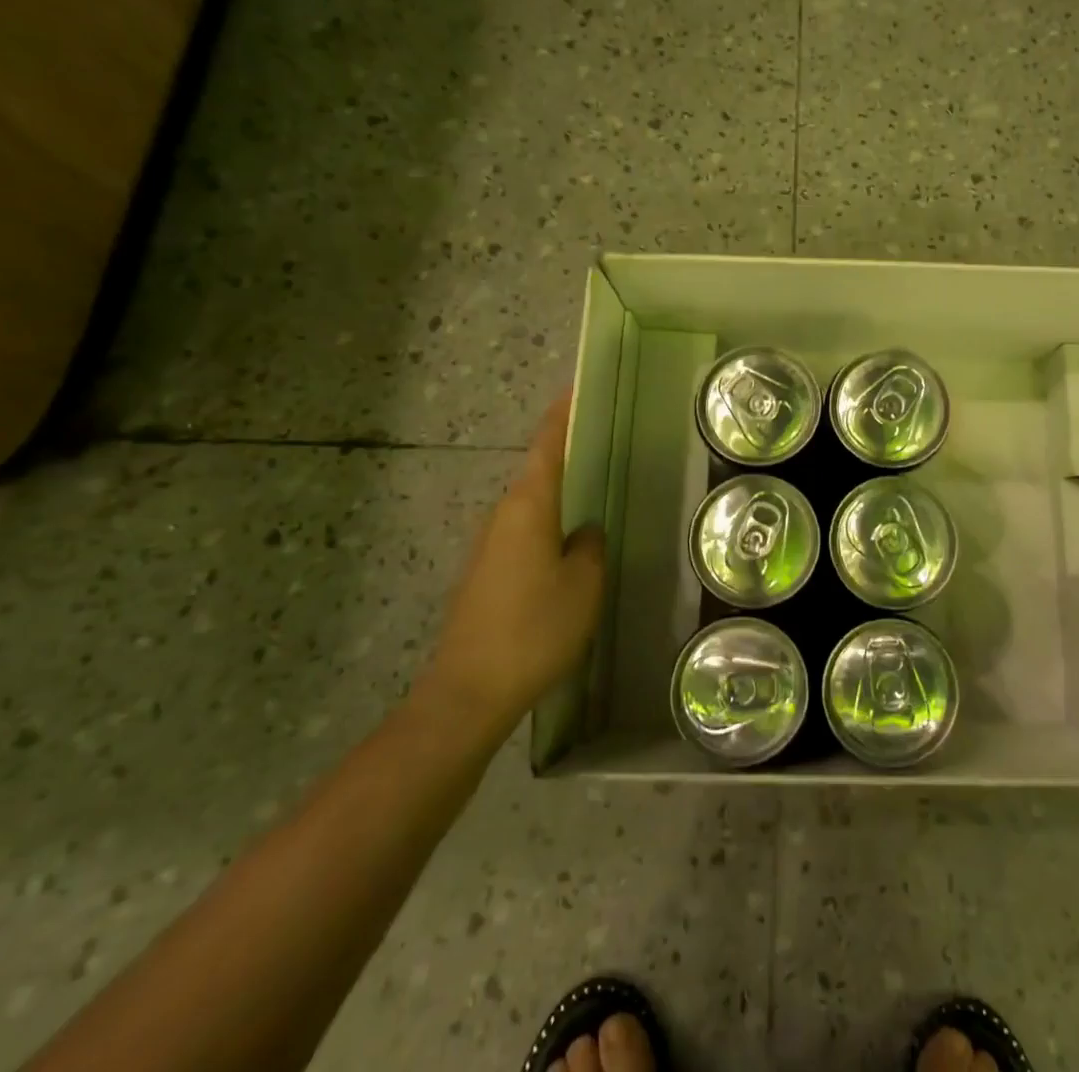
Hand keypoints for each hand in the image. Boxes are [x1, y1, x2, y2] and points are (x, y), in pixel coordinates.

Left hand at [423, 392, 605, 734]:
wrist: (469, 692)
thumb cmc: (534, 628)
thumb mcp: (583, 584)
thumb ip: (591, 546)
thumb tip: (586, 531)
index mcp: (528, 505)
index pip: (548, 444)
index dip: (564, 413)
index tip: (580, 386)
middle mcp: (503, 514)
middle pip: (539, 470)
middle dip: (570, 452)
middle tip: (609, 441)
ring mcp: (490, 544)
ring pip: (533, 504)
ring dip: (562, 493)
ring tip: (599, 490)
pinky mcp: (486, 573)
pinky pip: (526, 532)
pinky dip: (551, 524)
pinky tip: (573, 545)